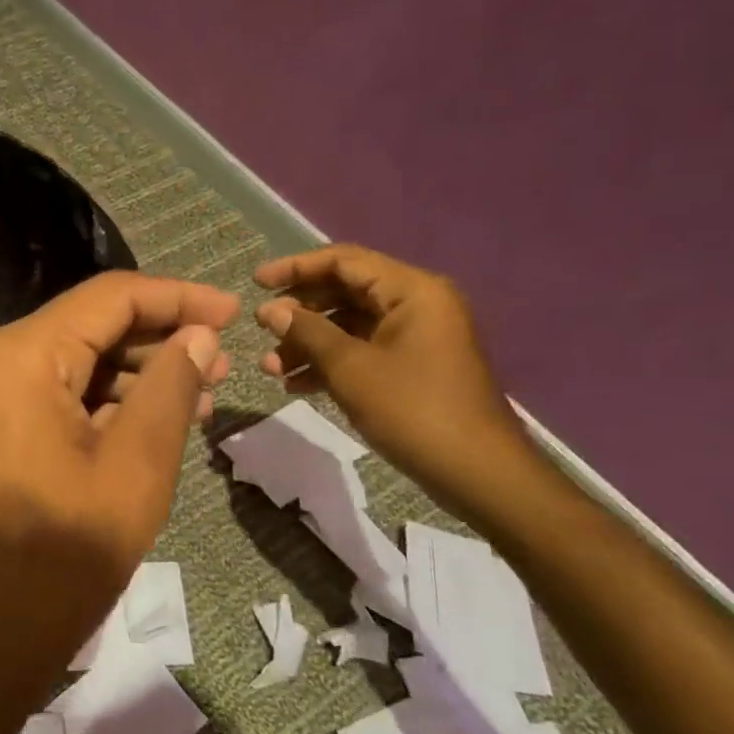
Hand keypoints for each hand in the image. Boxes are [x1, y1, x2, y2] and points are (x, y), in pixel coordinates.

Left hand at [0, 272, 236, 711]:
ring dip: (128, 376)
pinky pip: (43, 399)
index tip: (234, 312)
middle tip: (222, 366)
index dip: (177, 299)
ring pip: (65, 365)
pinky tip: (144, 422)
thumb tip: (198, 336)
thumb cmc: (57, 562)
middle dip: (156, 343)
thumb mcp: (134, 470)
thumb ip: (171, 389)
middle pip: (84, 328)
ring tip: (197, 397)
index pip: (109, 298)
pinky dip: (93, 405)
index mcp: (17, 355)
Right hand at [253, 244, 533, 512]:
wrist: (476, 472)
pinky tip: (296, 386)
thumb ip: (307, 332)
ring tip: (270, 368)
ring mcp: (416, 337)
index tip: (257, 283)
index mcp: (412, 291)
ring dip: (308, 343)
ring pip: (350, 326)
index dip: (296, 268)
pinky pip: (363, 351)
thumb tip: (270, 310)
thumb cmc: (412, 410)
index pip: (344, 261)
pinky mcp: (412, 367)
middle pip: (345, 292)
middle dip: (299, 313)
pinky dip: (329, 363)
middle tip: (261, 330)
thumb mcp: (350, 368)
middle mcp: (417, 304)